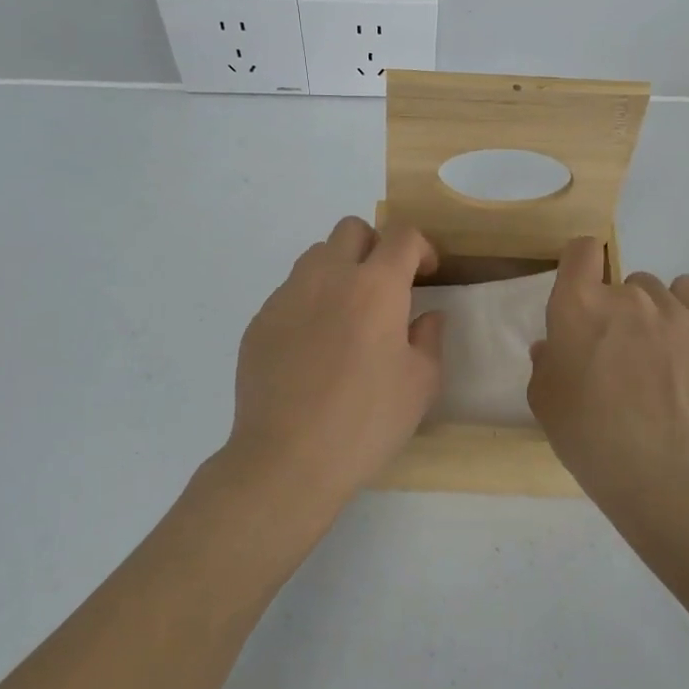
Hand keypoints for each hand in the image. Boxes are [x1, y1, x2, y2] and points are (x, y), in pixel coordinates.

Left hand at [225, 217, 444, 529]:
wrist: (287, 459)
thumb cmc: (365, 421)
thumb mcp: (420, 384)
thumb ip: (428, 338)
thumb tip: (425, 315)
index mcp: (375, 287)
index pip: (402, 236)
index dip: (420, 247)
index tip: (425, 273)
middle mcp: (328, 277)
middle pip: (352, 229)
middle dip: (375, 246)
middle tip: (384, 286)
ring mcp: (287, 296)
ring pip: (316, 255)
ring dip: (339, 269)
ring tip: (347, 314)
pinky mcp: (260, 320)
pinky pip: (290, 292)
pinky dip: (309, 302)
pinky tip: (312, 347)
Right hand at [527, 237, 688, 509]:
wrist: (661, 469)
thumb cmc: (589, 434)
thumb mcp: (545, 400)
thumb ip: (545, 362)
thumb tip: (552, 346)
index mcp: (578, 305)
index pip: (581, 251)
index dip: (580, 264)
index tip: (582, 289)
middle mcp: (626, 294)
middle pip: (620, 281)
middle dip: (614, 310)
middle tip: (617, 352)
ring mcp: (673, 308)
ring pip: (656, 290)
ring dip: (650, 312)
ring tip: (656, 353)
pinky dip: (685, 309)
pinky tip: (684, 340)